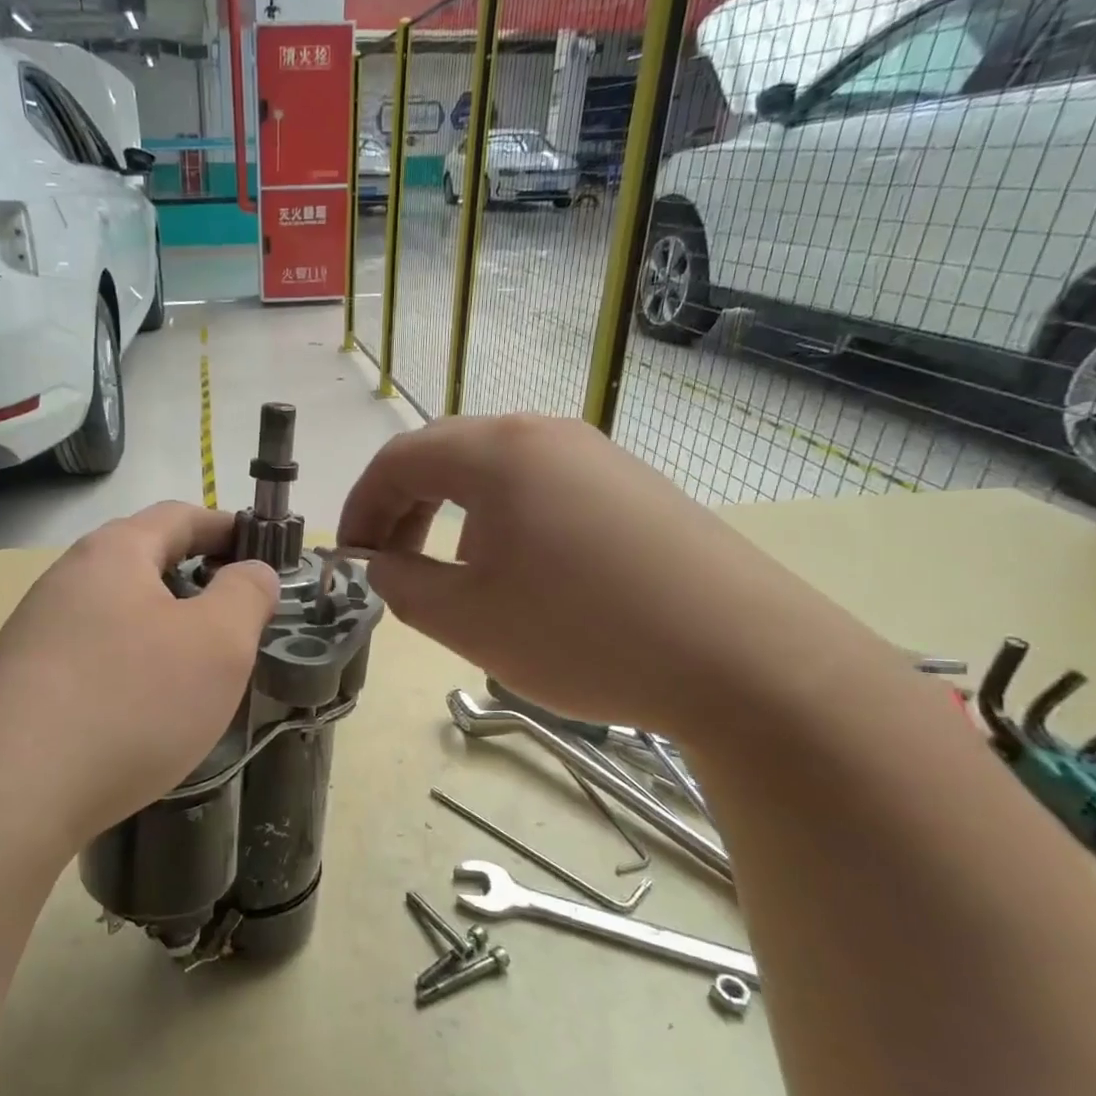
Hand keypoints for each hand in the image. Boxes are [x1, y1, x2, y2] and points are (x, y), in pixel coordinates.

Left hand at [0, 502, 278, 847]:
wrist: (8, 794)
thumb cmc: (130, 703)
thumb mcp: (217, 644)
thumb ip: (246, 595)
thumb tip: (253, 571)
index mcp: (113, 553)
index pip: (179, 516)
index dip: (226, 528)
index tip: (263, 551)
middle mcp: (67, 579)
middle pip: (143, 561)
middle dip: (195, 580)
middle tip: (236, 619)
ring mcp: (36, 631)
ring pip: (116, 613)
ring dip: (162, 628)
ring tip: (195, 670)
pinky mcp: (21, 681)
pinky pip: (91, 655)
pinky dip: (130, 665)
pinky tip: (142, 710)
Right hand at [337, 415, 874, 740]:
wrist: (746, 661)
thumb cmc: (584, 634)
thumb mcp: (468, 620)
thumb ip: (402, 584)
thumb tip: (380, 564)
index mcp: (498, 452)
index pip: (399, 458)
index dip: (360, 506)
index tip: (349, 558)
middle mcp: (547, 434)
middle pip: (447, 455)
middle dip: (403, 508)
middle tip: (392, 566)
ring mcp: (598, 456)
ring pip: (496, 471)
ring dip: (453, 513)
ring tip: (454, 573)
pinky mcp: (634, 487)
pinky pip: (543, 488)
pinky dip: (503, 520)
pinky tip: (521, 573)